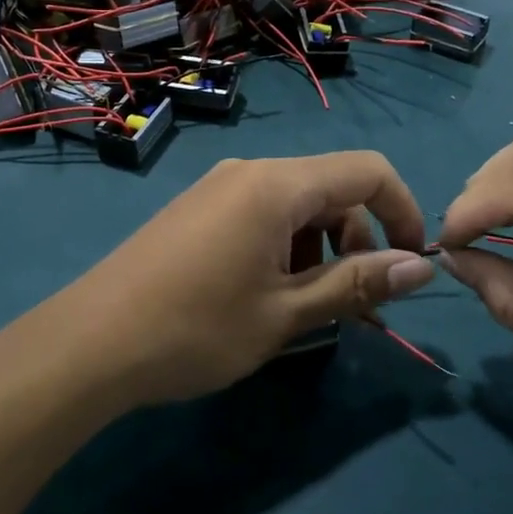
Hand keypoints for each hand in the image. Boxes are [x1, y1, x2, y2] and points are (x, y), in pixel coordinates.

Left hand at [67, 152, 435, 408]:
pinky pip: (259, 215)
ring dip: (319, 249)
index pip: (367, 170)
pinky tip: (267, 295)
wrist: (91, 343)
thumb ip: (356, 284)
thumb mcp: (286, 313)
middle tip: (354, 306)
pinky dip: (283, 248)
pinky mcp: (196, 211)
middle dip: (358, 240)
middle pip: (330, 188)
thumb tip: (421, 268)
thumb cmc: (196, 329)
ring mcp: (217, 189)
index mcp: (276, 184)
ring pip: (294, 205)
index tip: (411, 264)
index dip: (403, 210)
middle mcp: (249, 172)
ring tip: (309, 308)